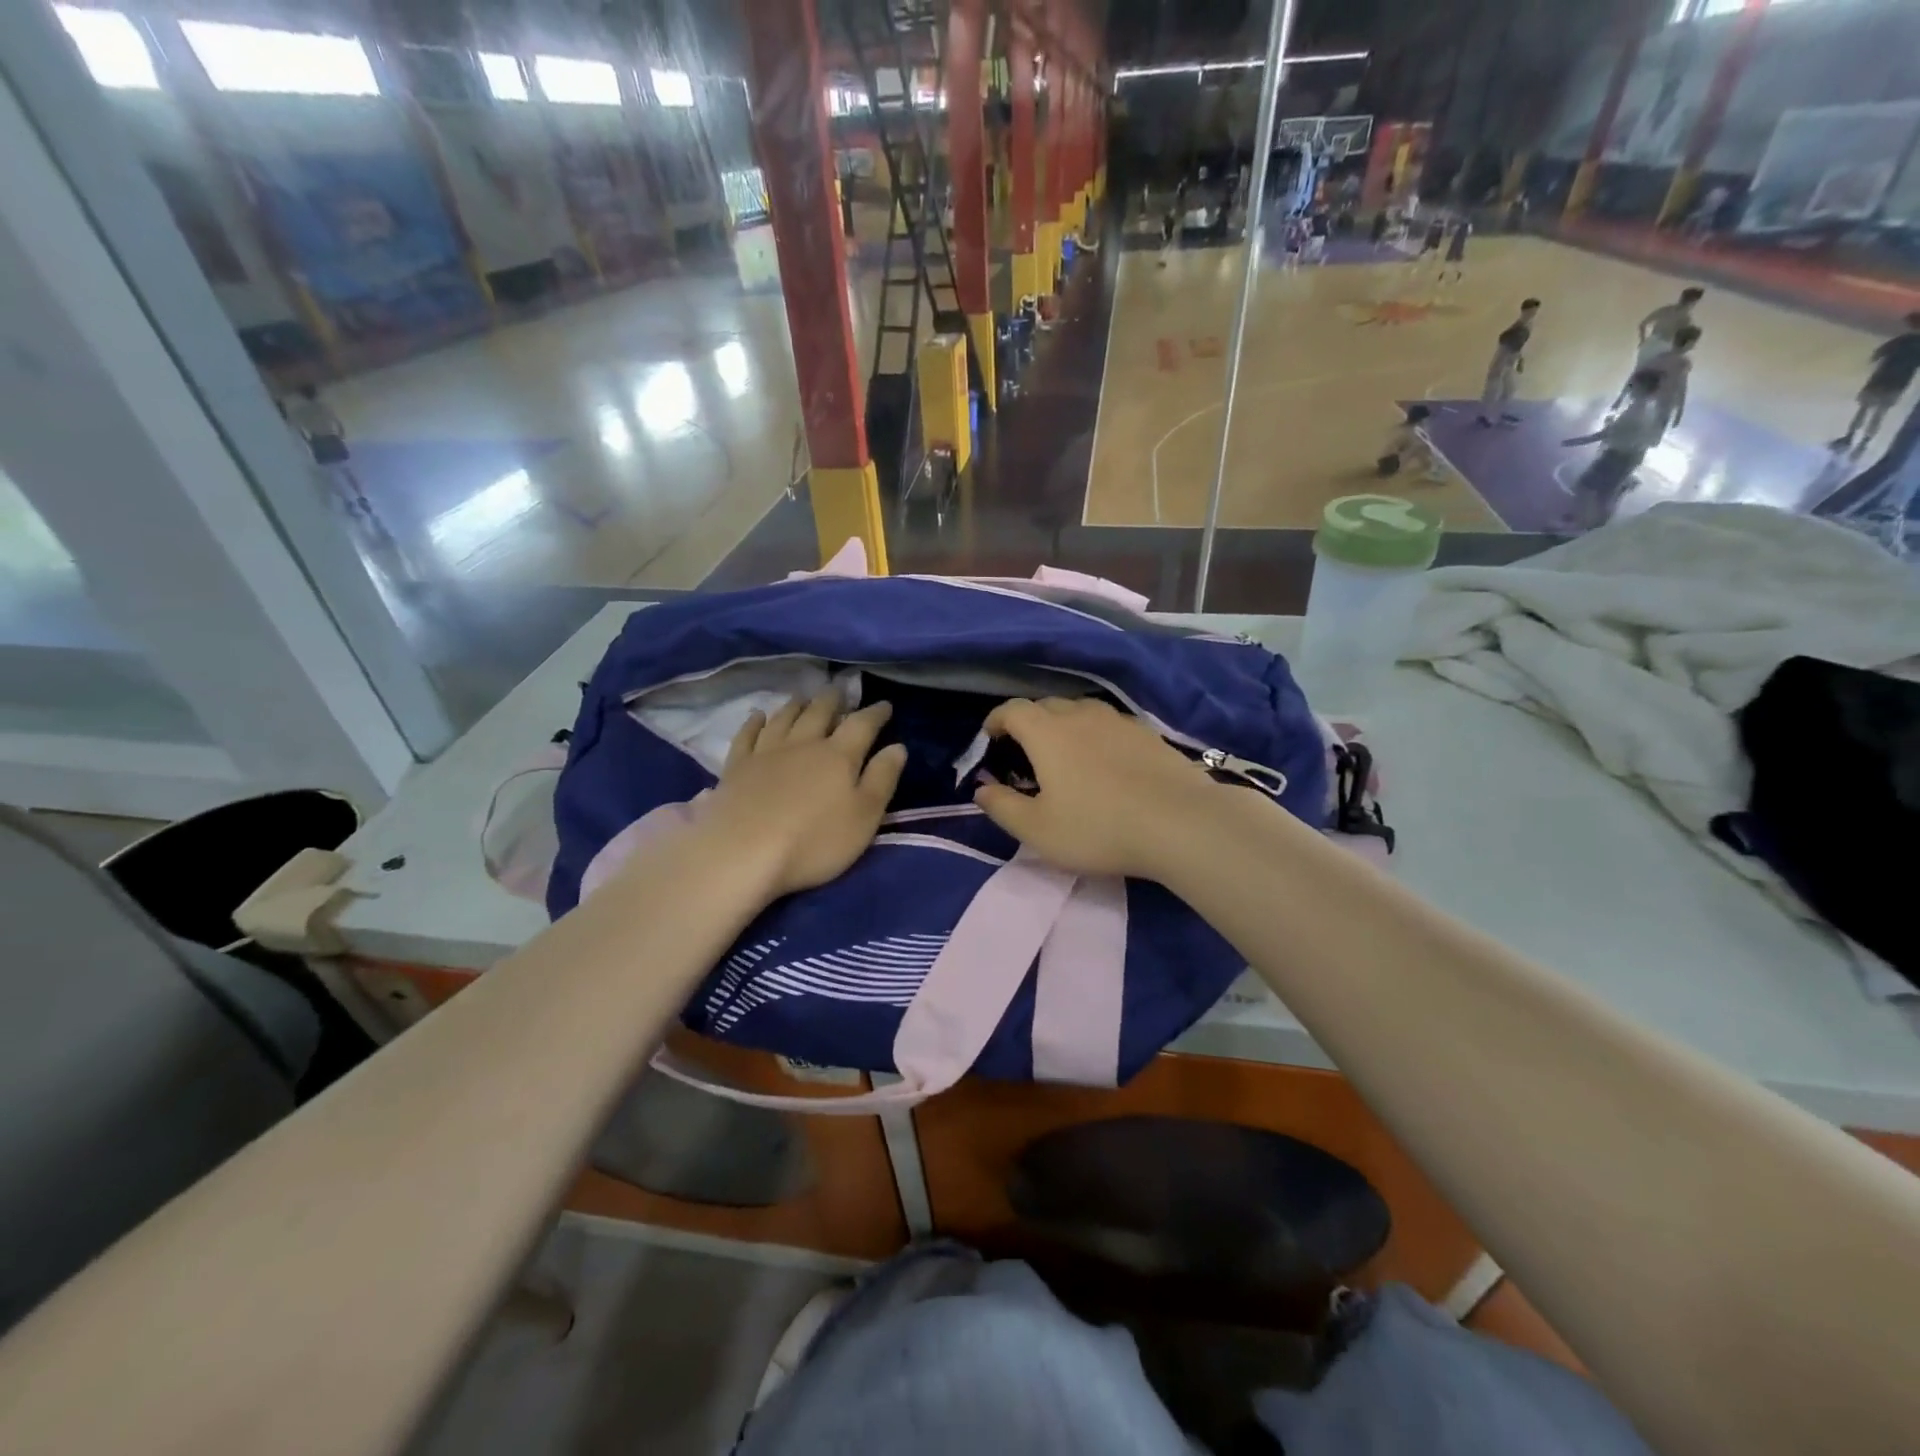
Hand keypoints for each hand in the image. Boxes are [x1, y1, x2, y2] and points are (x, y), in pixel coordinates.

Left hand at [699, 690, 907, 898]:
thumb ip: (882, 779)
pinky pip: (747, 735)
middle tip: (839, 690)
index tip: (884, 705)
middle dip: (833, 700)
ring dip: (797, 705)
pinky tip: (758, 716)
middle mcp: (803, 744)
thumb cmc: (814, 840)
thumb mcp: (864, 816)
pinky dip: (754, 723)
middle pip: (819, 712)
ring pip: (784, 718)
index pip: (862, 725)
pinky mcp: (737, 766)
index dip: (875, 713)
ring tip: (804, 697)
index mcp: (838, 756)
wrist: (743, 852)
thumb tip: (898, 746)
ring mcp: (766, 752)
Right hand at [971, 698, 1216, 878]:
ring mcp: (1118, 720)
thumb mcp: (1038, 830)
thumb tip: (981, 789)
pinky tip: (1104, 760)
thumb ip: (1002, 807)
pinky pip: (1109, 724)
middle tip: (1024, 752)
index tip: (989, 738)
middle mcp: (1080, 715)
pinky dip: (1095, 734)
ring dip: (1064, 724)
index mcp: (1047, 732)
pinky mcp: (1147, 733)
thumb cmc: (1099, 828)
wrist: (1181, 823)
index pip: (1012, 709)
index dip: (995, 720)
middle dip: (1028, 722)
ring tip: (1064, 753)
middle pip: (1046, 705)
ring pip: (1080, 710)